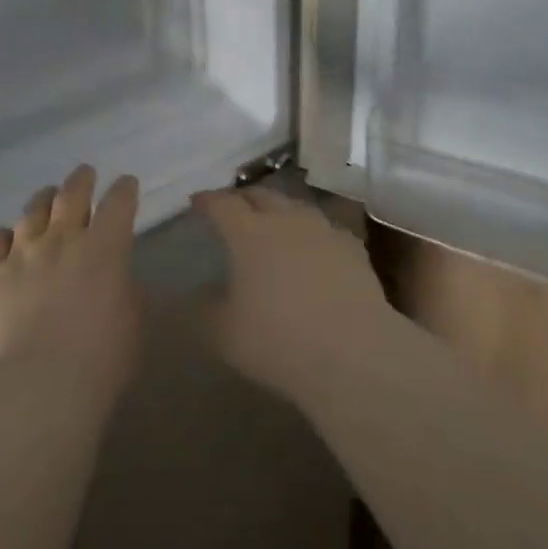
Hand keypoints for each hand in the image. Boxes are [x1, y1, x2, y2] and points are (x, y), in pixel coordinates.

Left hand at [0, 165, 141, 403]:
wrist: (36, 388)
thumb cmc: (99, 362)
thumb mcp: (134, 326)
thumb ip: (128, 294)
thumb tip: (120, 281)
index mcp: (105, 248)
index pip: (119, 202)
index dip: (125, 189)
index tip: (127, 184)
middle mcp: (62, 239)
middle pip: (71, 194)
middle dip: (81, 180)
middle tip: (85, 174)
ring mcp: (21, 254)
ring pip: (31, 211)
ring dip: (42, 201)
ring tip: (46, 198)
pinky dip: (3, 237)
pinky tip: (5, 238)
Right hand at [191, 186, 394, 407]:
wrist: (354, 354)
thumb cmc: (279, 341)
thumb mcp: (224, 334)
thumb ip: (202, 310)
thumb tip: (193, 295)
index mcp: (249, 232)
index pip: (222, 204)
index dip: (207, 201)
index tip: (197, 201)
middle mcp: (285, 219)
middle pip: (260, 195)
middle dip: (243, 198)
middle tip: (232, 209)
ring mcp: (323, 229)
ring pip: (295, 206)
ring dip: (279, 211)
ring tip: (273, 224)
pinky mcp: (352, 247)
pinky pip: (325, 229)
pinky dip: (312, 234)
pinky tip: (314, 249)